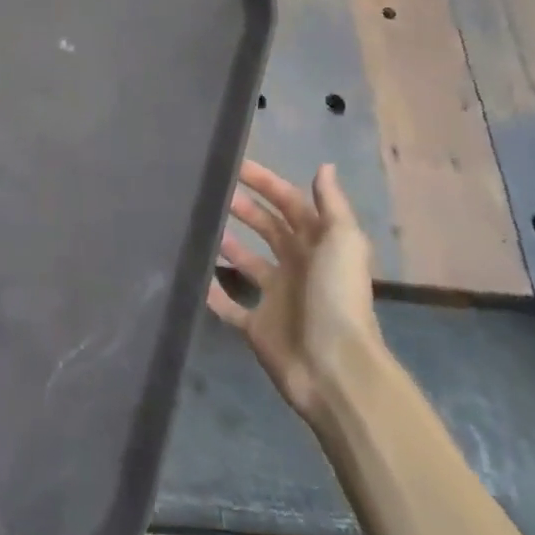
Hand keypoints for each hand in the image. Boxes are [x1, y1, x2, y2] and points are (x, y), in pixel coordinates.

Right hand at [208, 160, 379, 418]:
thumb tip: (324, 166)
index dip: (267, 184)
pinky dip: (212, 292)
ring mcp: (276, 298)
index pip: (291, 205)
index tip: (236, 165)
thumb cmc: (336, 297)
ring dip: (228, 244)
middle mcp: (297, 267)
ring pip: (246, 263)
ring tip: (199, 223)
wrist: (333, 368)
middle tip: (212, 190)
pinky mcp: (256, 327)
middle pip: (268, 230)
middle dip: (244, 207)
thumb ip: (331, 204)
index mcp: (319, 246)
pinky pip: (228, 306)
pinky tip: (192, 274)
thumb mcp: (342, 242)